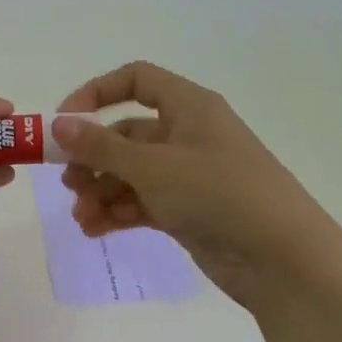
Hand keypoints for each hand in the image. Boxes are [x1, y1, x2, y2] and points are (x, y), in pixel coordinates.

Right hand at [53, 60, 335, 306]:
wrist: (283, 260)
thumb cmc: (219, 194)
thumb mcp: (154, 167)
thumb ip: (101, 147)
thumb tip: (57, 124)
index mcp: (189, 107)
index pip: (136, 81)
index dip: (96, 94)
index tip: (64, 122)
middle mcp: (187, 135)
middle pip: (126, 134)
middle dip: (92, 158)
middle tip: (67, 183)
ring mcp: (187, 175)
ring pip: (130, 173)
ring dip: (100, 191)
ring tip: (81, 216)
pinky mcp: (187, 211)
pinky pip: (141, 202)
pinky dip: (117, 212)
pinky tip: (94, 229)